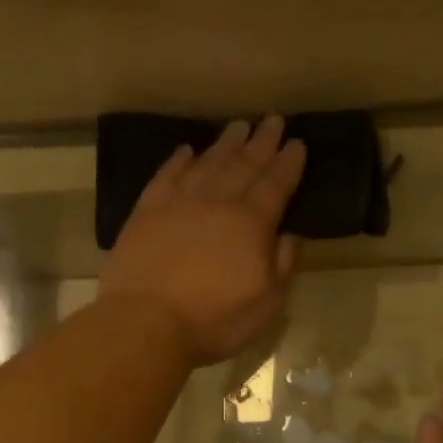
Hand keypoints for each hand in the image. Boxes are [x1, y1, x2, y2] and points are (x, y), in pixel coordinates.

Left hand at [99, 117, 305, 365]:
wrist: (145, 322)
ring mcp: (178, 203)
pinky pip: (166, 176)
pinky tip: (186, 150)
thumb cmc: (213, 320)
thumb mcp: (266, 303)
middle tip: (273, 119)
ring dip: (225, 143)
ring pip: (207, 164)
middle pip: (244, 165)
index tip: (298, 142)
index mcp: (251, 223)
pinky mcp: (146, 212)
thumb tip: (290, 235)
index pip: (276, 185)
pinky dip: (178, 161)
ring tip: (238, 125)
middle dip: (262, 142)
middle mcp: (217, 203)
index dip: (289, 163)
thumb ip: (282, 265)